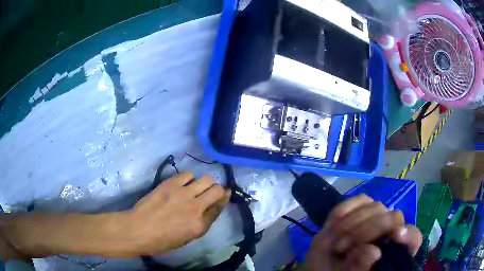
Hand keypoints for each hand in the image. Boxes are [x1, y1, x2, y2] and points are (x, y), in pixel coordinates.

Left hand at [127, 172, 230, 255]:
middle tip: (210, 192)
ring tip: (195, 187)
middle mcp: (195, 207)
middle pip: (217, 189)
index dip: (223, 200)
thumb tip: (209, 208)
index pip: (219, 207)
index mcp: (200, 225)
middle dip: (217, 190)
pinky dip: (189, 178)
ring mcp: (183, 193)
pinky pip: (188, 174)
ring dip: (204, 183)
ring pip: (205, 179)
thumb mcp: (187, 238)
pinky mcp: (170, 183)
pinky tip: (182, 183)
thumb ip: (202, 223)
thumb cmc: (161, 240)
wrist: (138, 229)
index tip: (224, 195)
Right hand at [304, 195, 421, 270]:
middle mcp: (389, 233)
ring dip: (353, 224)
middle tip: (343, 247)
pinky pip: (360, 200)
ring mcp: (376, 219)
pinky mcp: (362, 210)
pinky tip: (335, 225)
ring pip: (376, 207)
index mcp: (394, 252)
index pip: (413, 238)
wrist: (325, 267)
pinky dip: (348, 209)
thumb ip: (360, 266)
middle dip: (366, 231)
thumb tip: (373, 251)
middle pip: (393, 217)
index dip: (408, 235)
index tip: (396, 236)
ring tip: (338, 244)